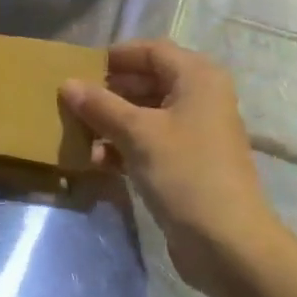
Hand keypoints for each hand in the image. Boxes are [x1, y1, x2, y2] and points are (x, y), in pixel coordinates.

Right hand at [60, 39, 279, 290]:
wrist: (229, 245)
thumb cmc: (185, 173)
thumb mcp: (137, 134)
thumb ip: (101, 106)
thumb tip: (67, 84)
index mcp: (197, 77)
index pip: (151, 50)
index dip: (116, 56)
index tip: (81, 68)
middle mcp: (200, 97)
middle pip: (148, 81)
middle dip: (110, 92)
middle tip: (74, 101)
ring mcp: (196, 132)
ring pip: (146, 114)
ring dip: (113, 122)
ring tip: (79, 133)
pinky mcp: (189, 164)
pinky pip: (151, 142)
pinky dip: (125, 146)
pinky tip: (96, 160)